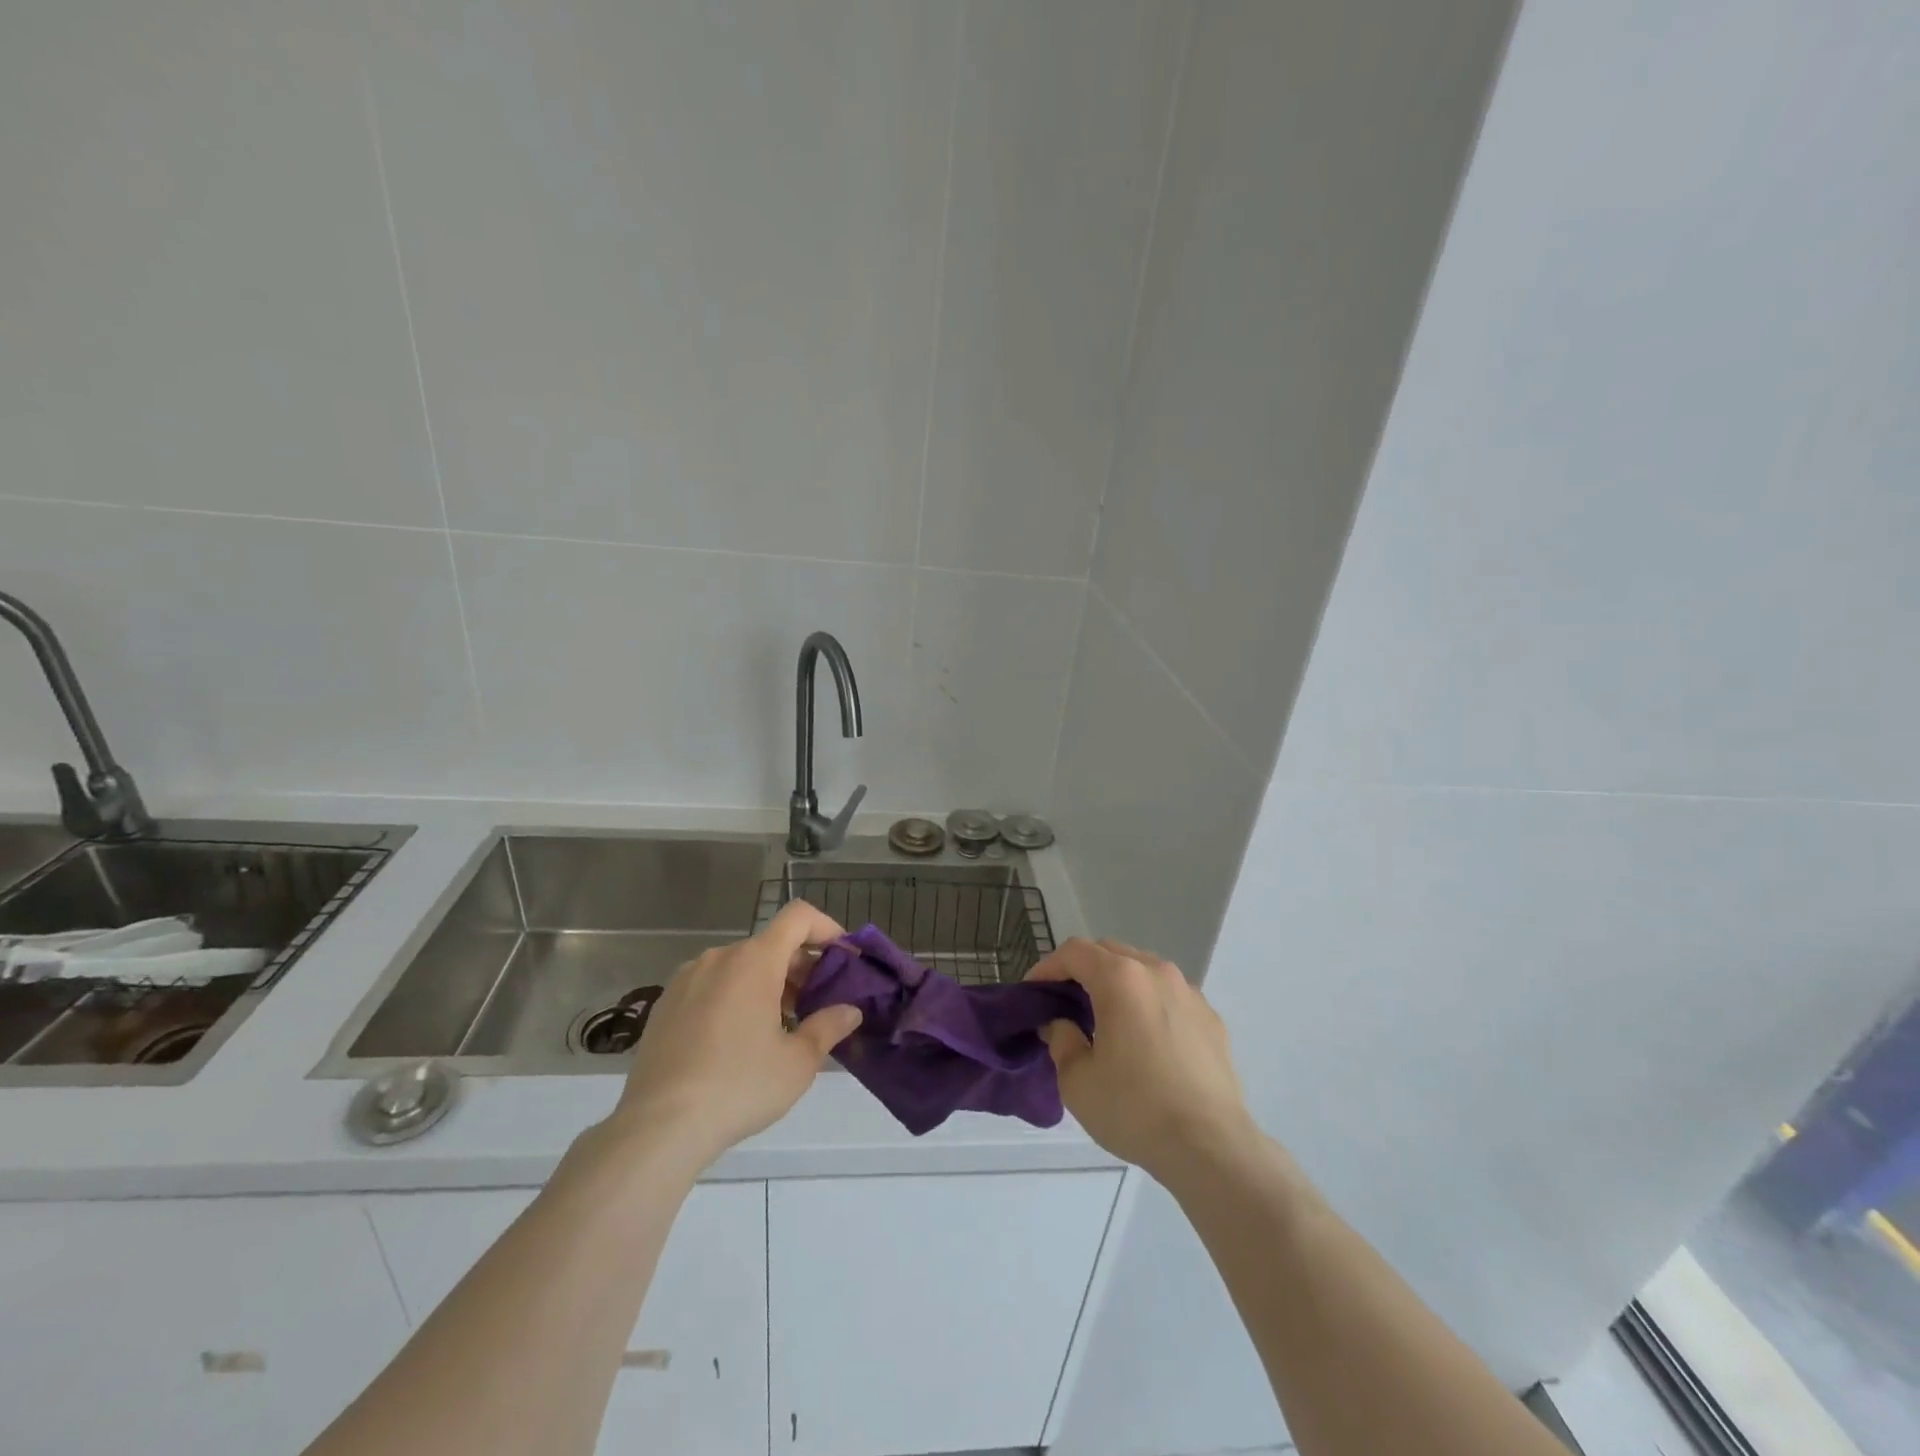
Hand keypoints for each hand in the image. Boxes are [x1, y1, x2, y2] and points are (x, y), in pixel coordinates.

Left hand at [608, 902, 861, 1171]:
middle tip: (817, 1005)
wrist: (659, 1126)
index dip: (826, 928)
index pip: (798, 916)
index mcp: (754, 961)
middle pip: (771, 944)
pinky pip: (711, 985)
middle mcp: (719, 957)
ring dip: (767, 983)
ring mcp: (687, 979)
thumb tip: (850, 1011)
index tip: (843, 958)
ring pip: (740, 966)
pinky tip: (736, 1041)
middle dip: (800, 967)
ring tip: (779, 1027)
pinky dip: (734, 997)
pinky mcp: (665, 1004)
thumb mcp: (797, 1062)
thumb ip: (828, 1027)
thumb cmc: (739, 1086)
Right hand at [1028, 938, 1254, 1183]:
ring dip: (1117, 984)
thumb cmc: (1135, 1109)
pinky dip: (1148, 1004)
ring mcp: (1189, 993)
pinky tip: (1145, 1041)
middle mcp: (1157, 972)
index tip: (1033, 993)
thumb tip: (1061, 1024)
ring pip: (1142, 971)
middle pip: (1110, 953)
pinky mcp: (1211, 1018)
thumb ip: (1061, 1040)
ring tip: (1105, 1019)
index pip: (1075, 952)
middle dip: (1082, 971)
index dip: (1047, 967)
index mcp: (1121, 978)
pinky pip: (1169, 996)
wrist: (1211, 1147)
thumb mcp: (1077, 1081)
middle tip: (1064, 1003)